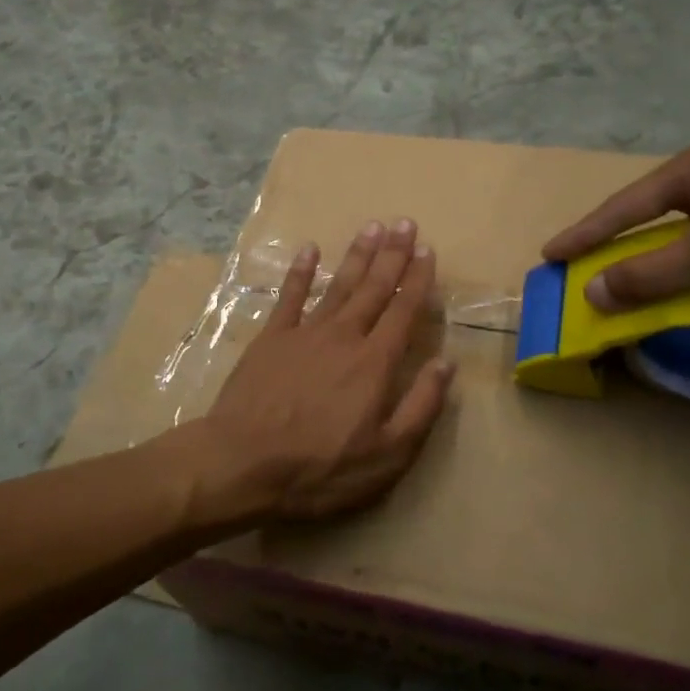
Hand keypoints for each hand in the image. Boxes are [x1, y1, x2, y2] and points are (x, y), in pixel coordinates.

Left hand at [202, 219, 455, 522]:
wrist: (242, 462)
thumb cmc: (320, 468)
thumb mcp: (387, 455)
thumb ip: (420, 406)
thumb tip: (446, 364)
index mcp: (375, 363)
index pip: (404, 311)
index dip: (418, 280)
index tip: (428, 251)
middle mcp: (344, 336)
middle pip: (374, 288)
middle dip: (392, 254)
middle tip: (405, 222)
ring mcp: (304, 333)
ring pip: (338, 285)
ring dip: (357, 255)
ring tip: (372, 226)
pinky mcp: (271, 338)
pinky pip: (289, 297)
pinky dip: (300, 272)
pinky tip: (309, 250)